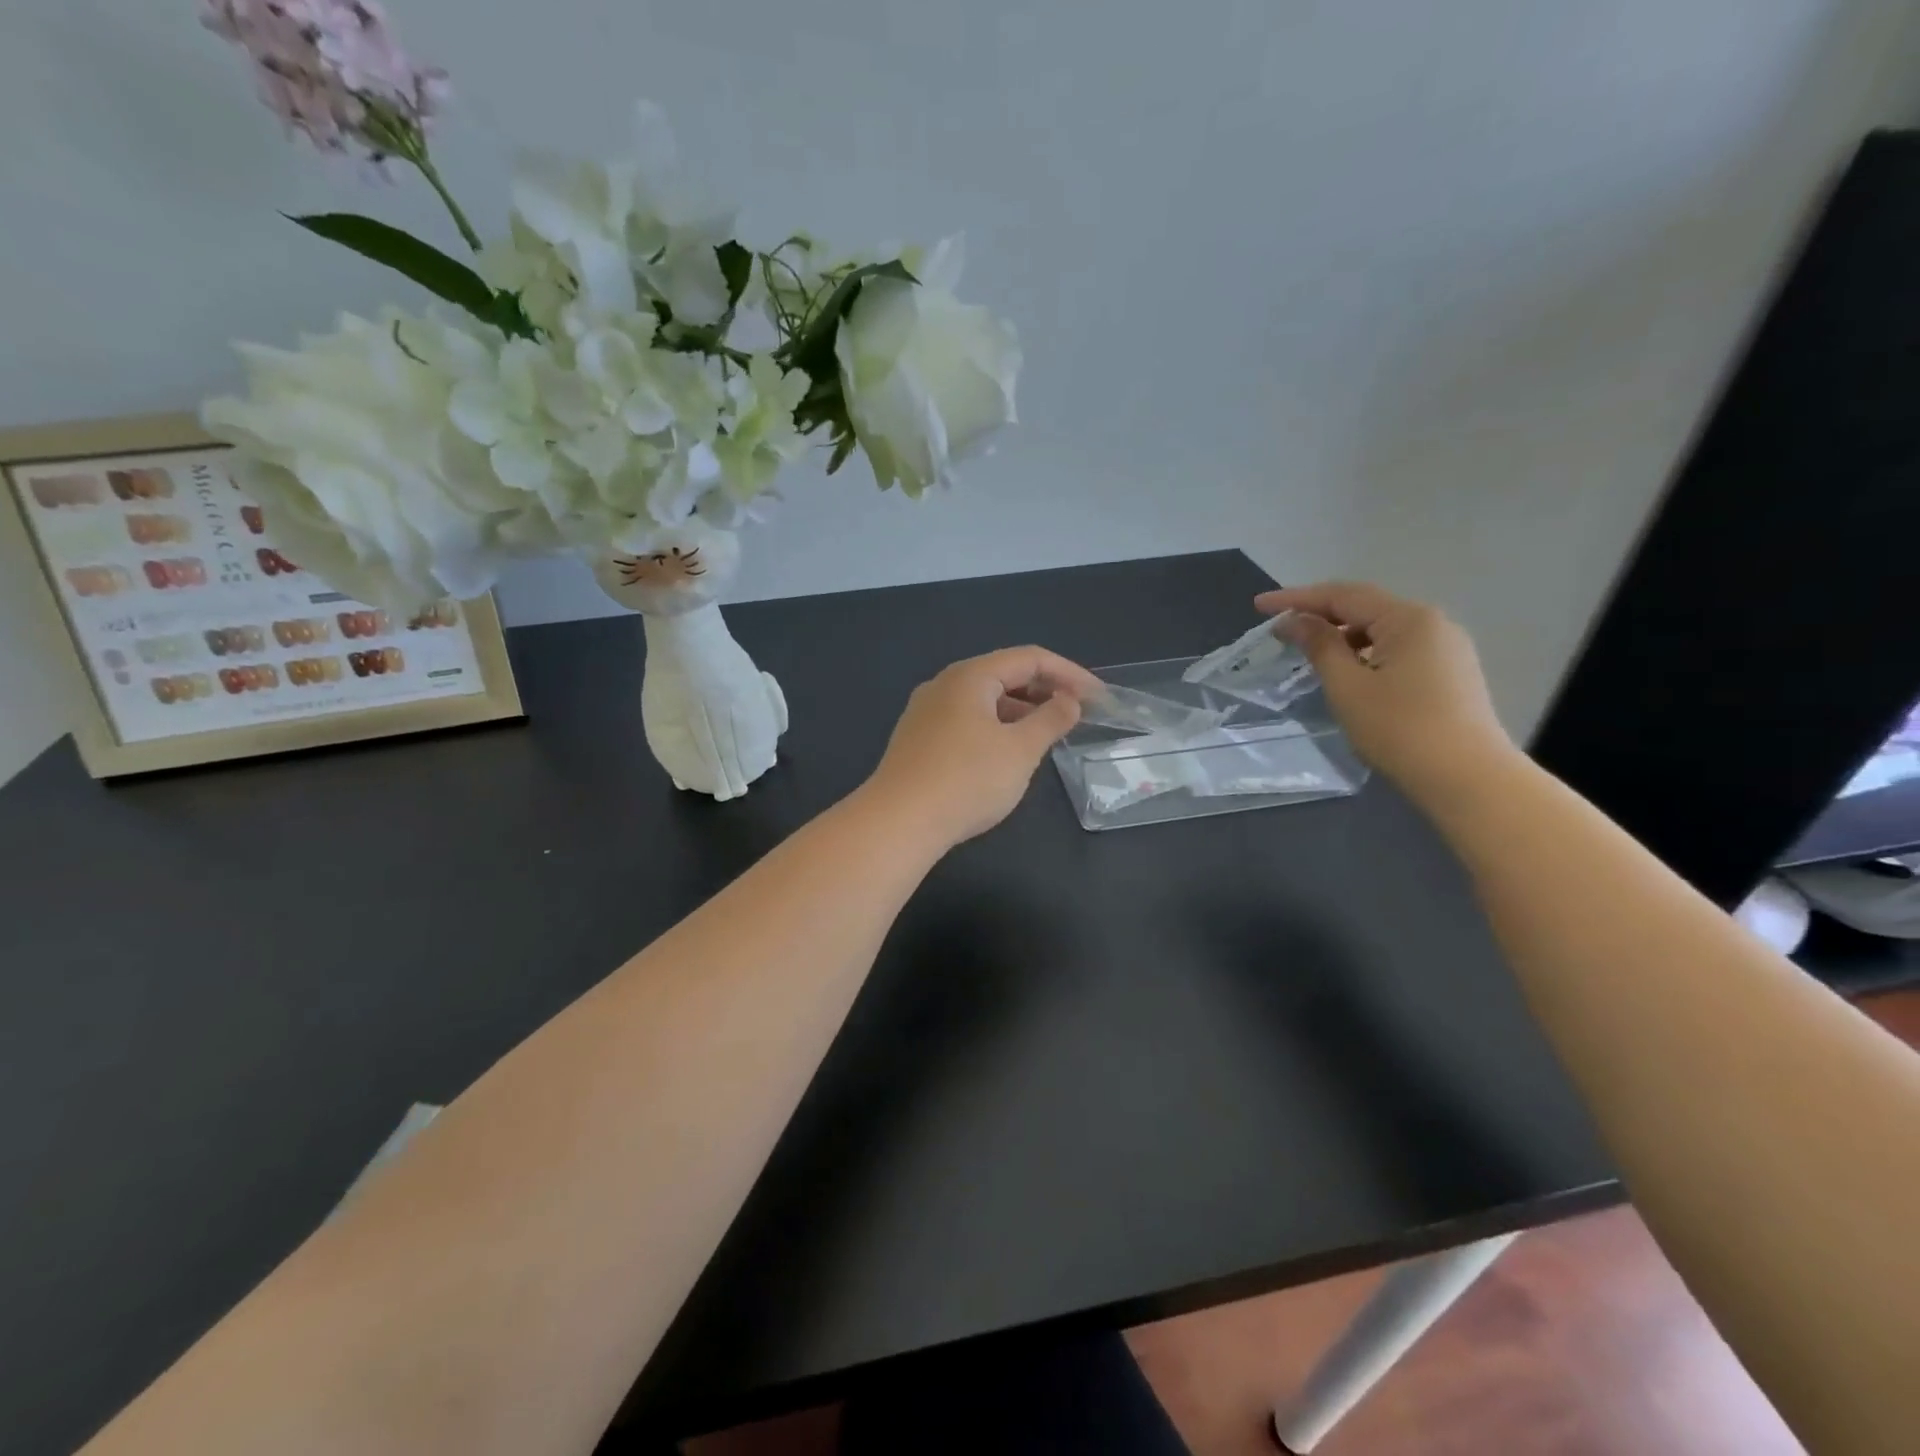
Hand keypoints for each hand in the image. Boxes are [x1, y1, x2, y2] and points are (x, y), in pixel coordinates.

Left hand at [863, 646, 1101, 847]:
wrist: (898, 822)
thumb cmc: (967, 780)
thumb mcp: (1020, 750)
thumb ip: (1050, 721)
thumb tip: (1069, 702)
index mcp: (970, 676)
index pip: (1029, 658)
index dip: (1069, 673)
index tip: (1098, 697)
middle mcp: (944, 685)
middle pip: (1003, 674)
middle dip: (1044, 690)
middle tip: (1076, 714)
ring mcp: (926, 712)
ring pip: (984, 700)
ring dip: (1020, 711)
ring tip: (1047, 734)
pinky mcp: (918, 740)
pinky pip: (966, 721)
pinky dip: (996, 727)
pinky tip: (1008, 753)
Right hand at [1256, 582, 1514, 803]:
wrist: (1468, 779)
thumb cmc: (1399, 729)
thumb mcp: (1347, 686)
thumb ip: (1319, 646)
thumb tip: (1293, 621)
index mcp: (1408, 619)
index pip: (1343, 595)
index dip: (1297, 598)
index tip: (1259, 605)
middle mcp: (1433, 624)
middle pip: (1366, 608)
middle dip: (1320, 614)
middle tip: (1280, 628)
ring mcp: (1447, 648)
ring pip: (1383, 630)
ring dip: (1343, 635)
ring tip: (1308, 650)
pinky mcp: (1451, 673)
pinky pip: (1398, 649)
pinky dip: (1365, 652)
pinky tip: (1348, 671)